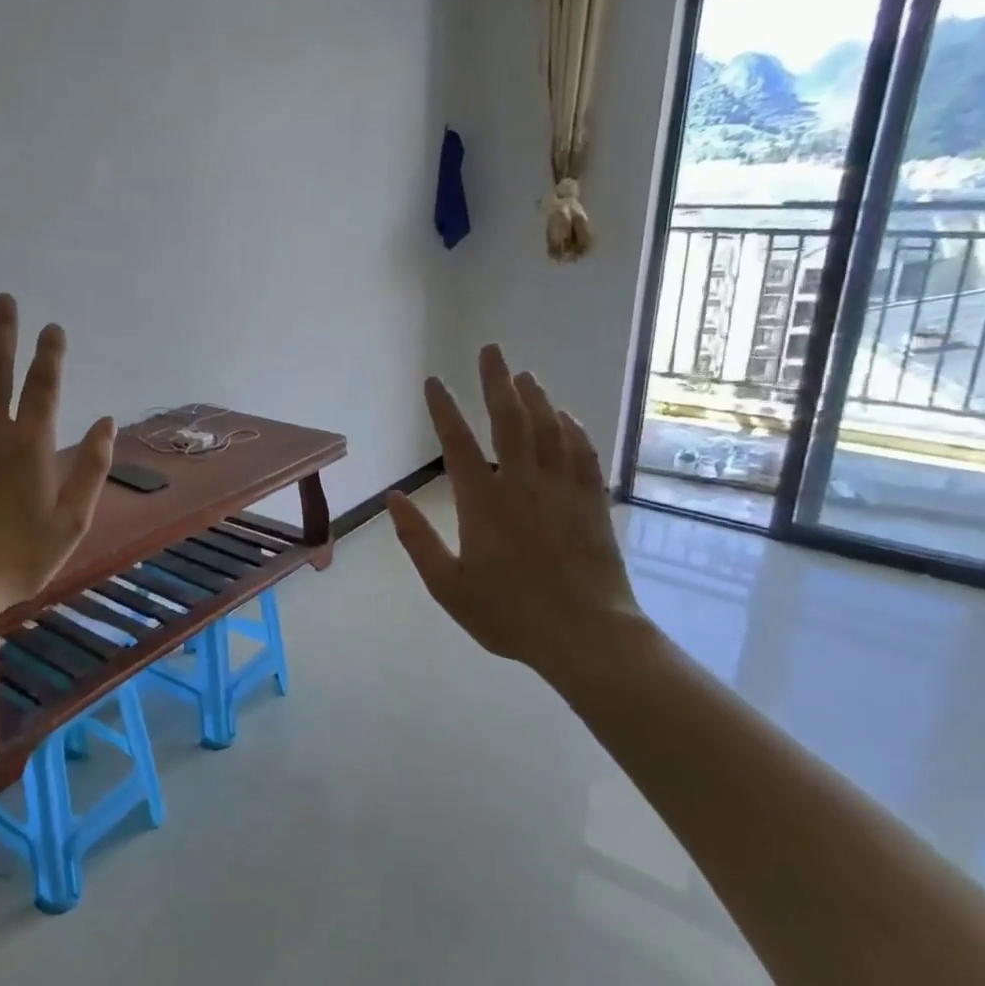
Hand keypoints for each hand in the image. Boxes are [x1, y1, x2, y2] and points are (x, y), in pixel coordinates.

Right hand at [385, 346, 647, 687]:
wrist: (587, 636)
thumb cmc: (509, 614)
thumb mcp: (448, 586)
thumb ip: (417, 540)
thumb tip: (392, 498)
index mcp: (483, 503)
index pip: (458, 444)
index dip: (443, 410)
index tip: (433, 381)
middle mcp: (522, 484)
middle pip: (509, 420)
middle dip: (496, 381)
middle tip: (491, 349)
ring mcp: (562, 490)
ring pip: (549, 429)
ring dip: (535, 398)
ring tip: (524, 374)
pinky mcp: (592, 502)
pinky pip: (583, 453)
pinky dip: (573, 429)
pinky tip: (567, 417)